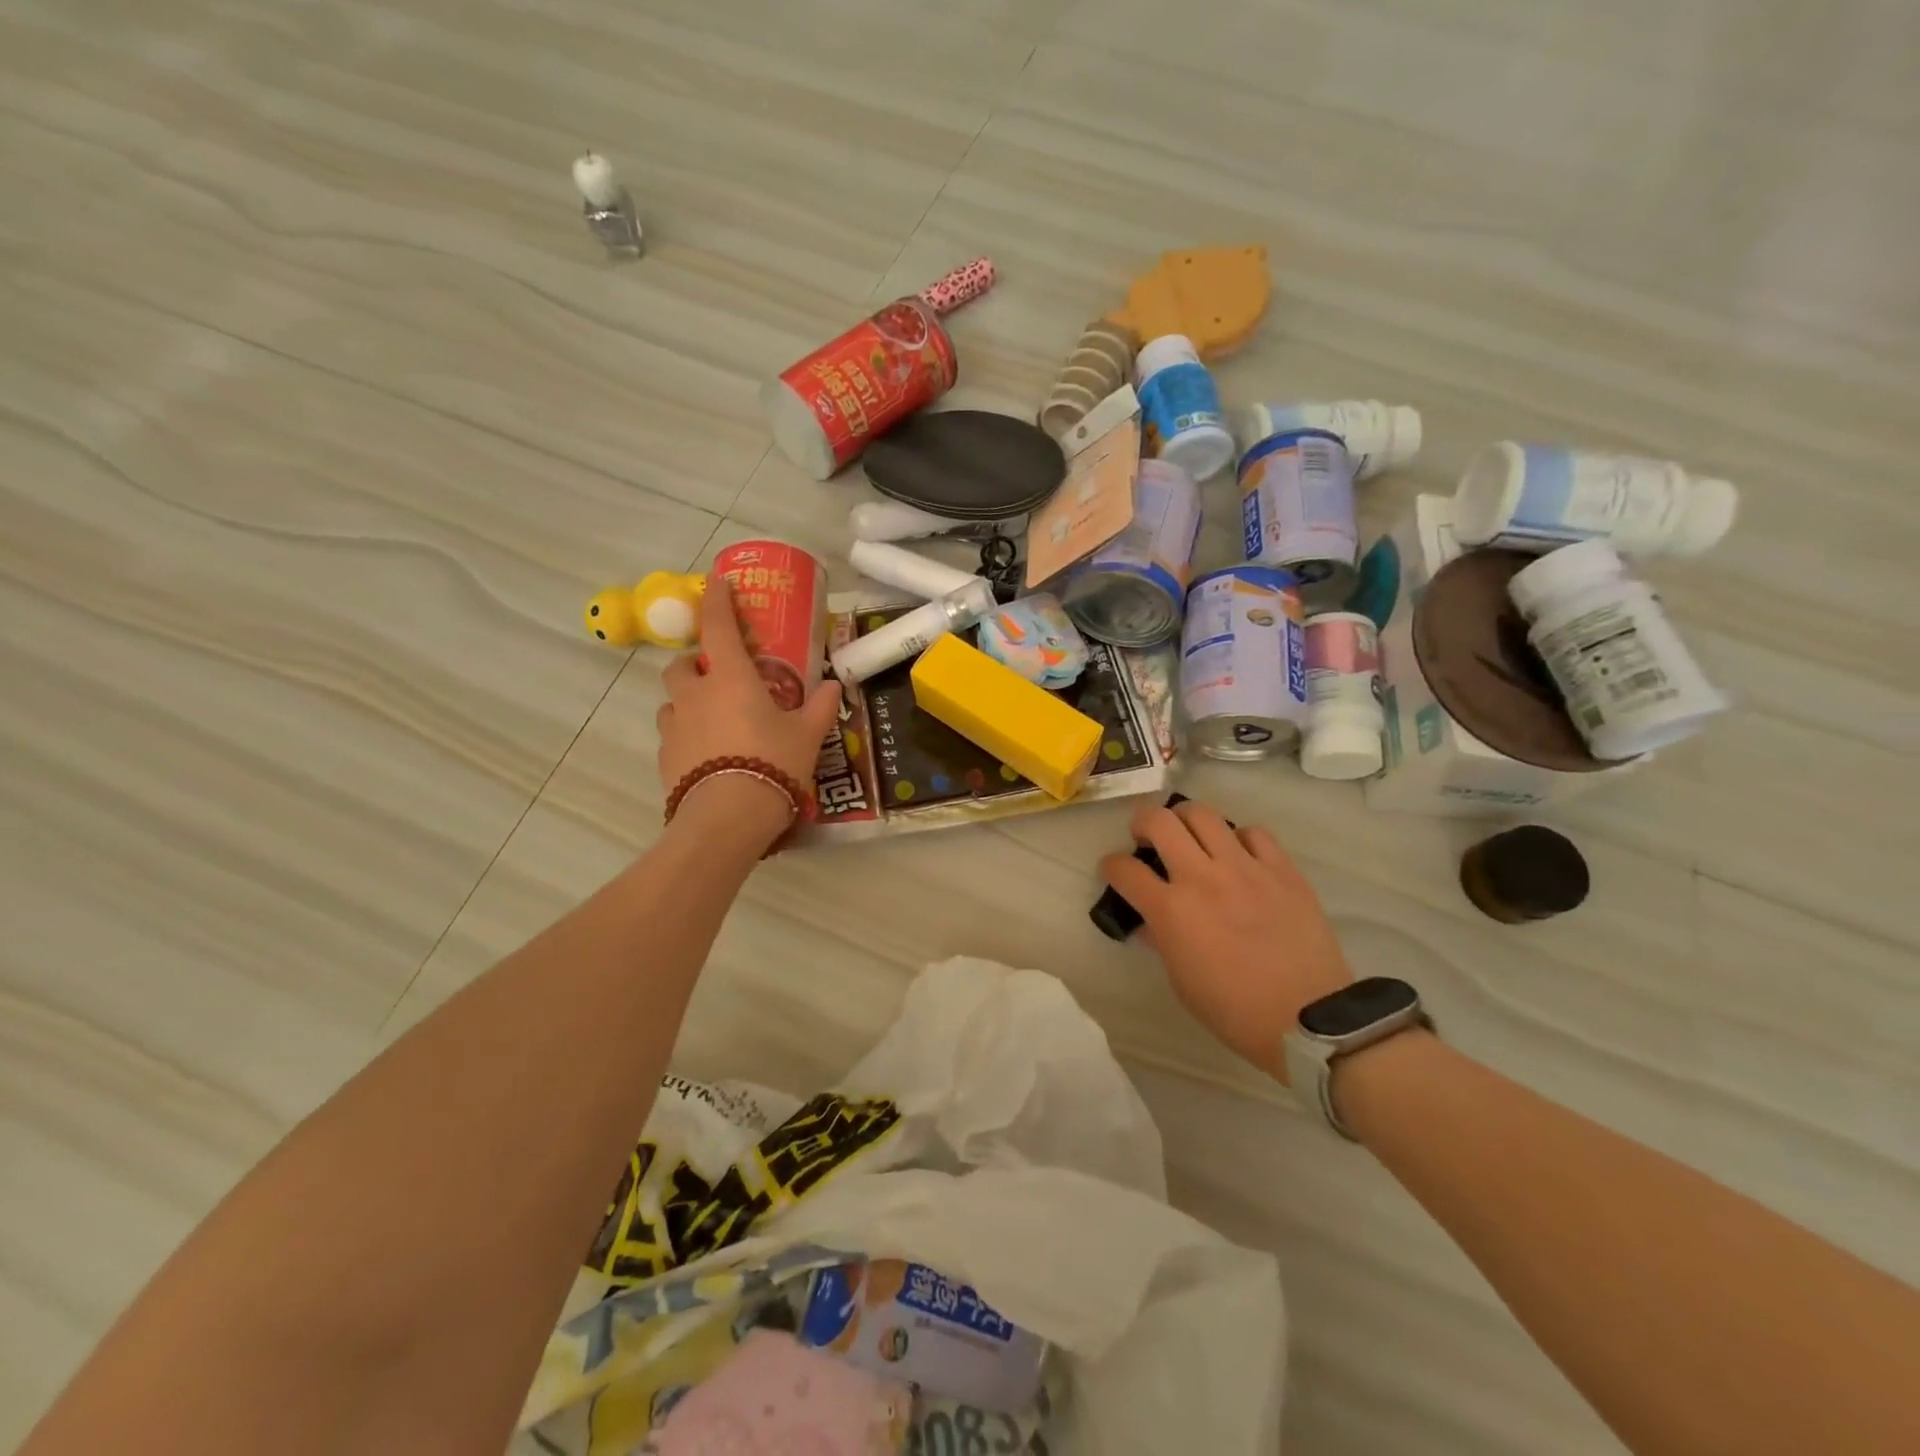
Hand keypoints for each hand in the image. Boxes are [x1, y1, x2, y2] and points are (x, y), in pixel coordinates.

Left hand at [657, 579, 842, 827]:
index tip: (717, 583)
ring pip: (673, 702)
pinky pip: (672, 736)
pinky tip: (706, 755)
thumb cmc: (773, 763)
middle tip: (719, 676)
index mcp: (731, 679)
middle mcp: (695, 695)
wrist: (728, 817)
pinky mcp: (665, 759)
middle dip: (696, 663)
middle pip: (681, 666)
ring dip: (688, 701)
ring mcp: (675, 727)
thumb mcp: (807, 735)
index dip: (718, 601)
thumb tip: (835, 685)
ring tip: (713, 719)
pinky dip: (686, 735)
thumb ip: (820, 707)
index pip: (718, 627)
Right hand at [1099, 800, 1350, 1083]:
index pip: (1124, 869)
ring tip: (1190, 836)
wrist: (1310, 1020)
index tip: (1114, 870)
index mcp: (1171, 910)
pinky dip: (1238, 838)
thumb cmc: (1234, 1011)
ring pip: (1204, 814)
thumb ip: (1161, 941)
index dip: (1111, 865)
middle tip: (1147, 837)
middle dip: (1142, 822)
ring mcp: (1245, 868)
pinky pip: (1254, 832)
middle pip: (1160, 821)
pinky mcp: (1282, 870)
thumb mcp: (1181, 982)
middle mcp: (1202, 878)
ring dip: (1186, 820)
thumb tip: (1150, 921)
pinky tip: (1239, 855)